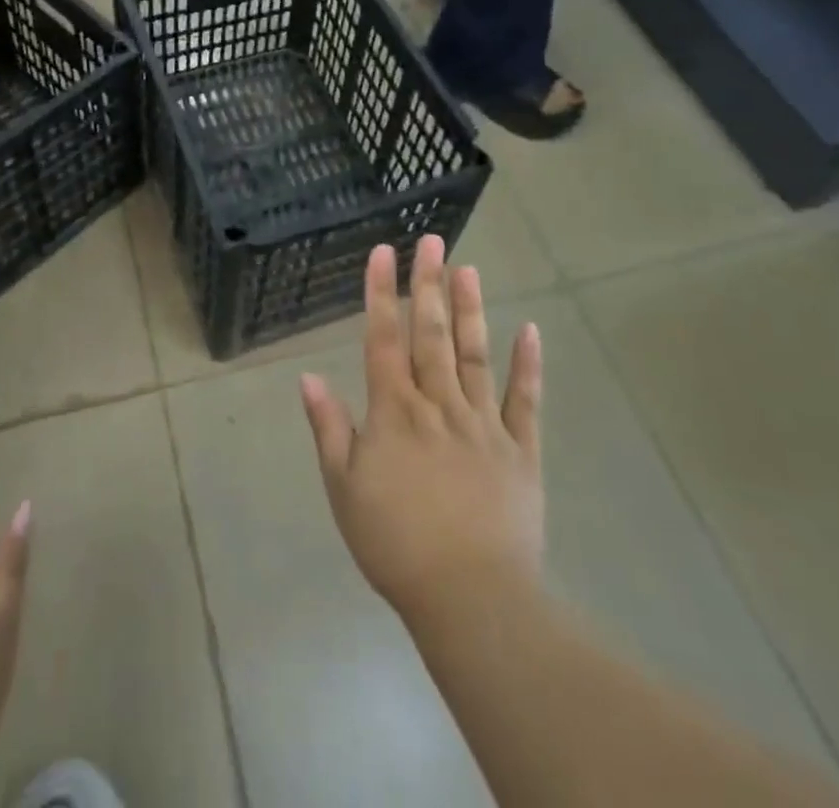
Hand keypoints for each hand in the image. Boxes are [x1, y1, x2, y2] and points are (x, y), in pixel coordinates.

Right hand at [300, 236, 544, 627]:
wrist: (471, 598)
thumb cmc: (396, 544)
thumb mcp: (344, 489)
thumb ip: (329, 428)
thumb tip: (308, 376)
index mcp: (395, 412)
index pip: (383, 339)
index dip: (381, 294)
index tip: (383, 253)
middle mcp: (439, 404)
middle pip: (431, 334)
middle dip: (429, 284)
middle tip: (433, 241)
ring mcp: (484, 423)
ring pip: (474, 354)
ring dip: (471, 309)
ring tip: (470, 268)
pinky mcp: (520, 449)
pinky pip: (525, 400)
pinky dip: (528, 365)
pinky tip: (531, 331)